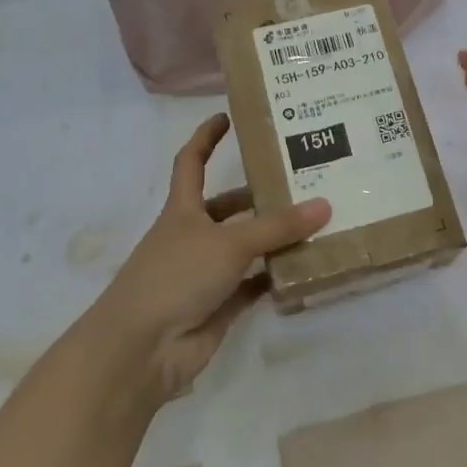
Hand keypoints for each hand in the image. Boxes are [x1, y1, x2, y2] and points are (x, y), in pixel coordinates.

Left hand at [91, 114, 329, 403]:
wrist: (141, 350)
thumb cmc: (175, 277)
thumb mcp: (228, 243)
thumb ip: (277, 227)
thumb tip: (325, 205)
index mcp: (183, 210)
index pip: (192, 162)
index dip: (206, 138)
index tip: (228, 116)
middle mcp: (193, 236)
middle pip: (228, 207)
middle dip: (260, 195)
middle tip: (303, 181)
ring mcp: (205, 272)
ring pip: (246, 247)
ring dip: (275, 238)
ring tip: (317, 221)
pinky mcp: (219, 305)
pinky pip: (254, 284)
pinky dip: (276, 276)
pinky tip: (307, 266)